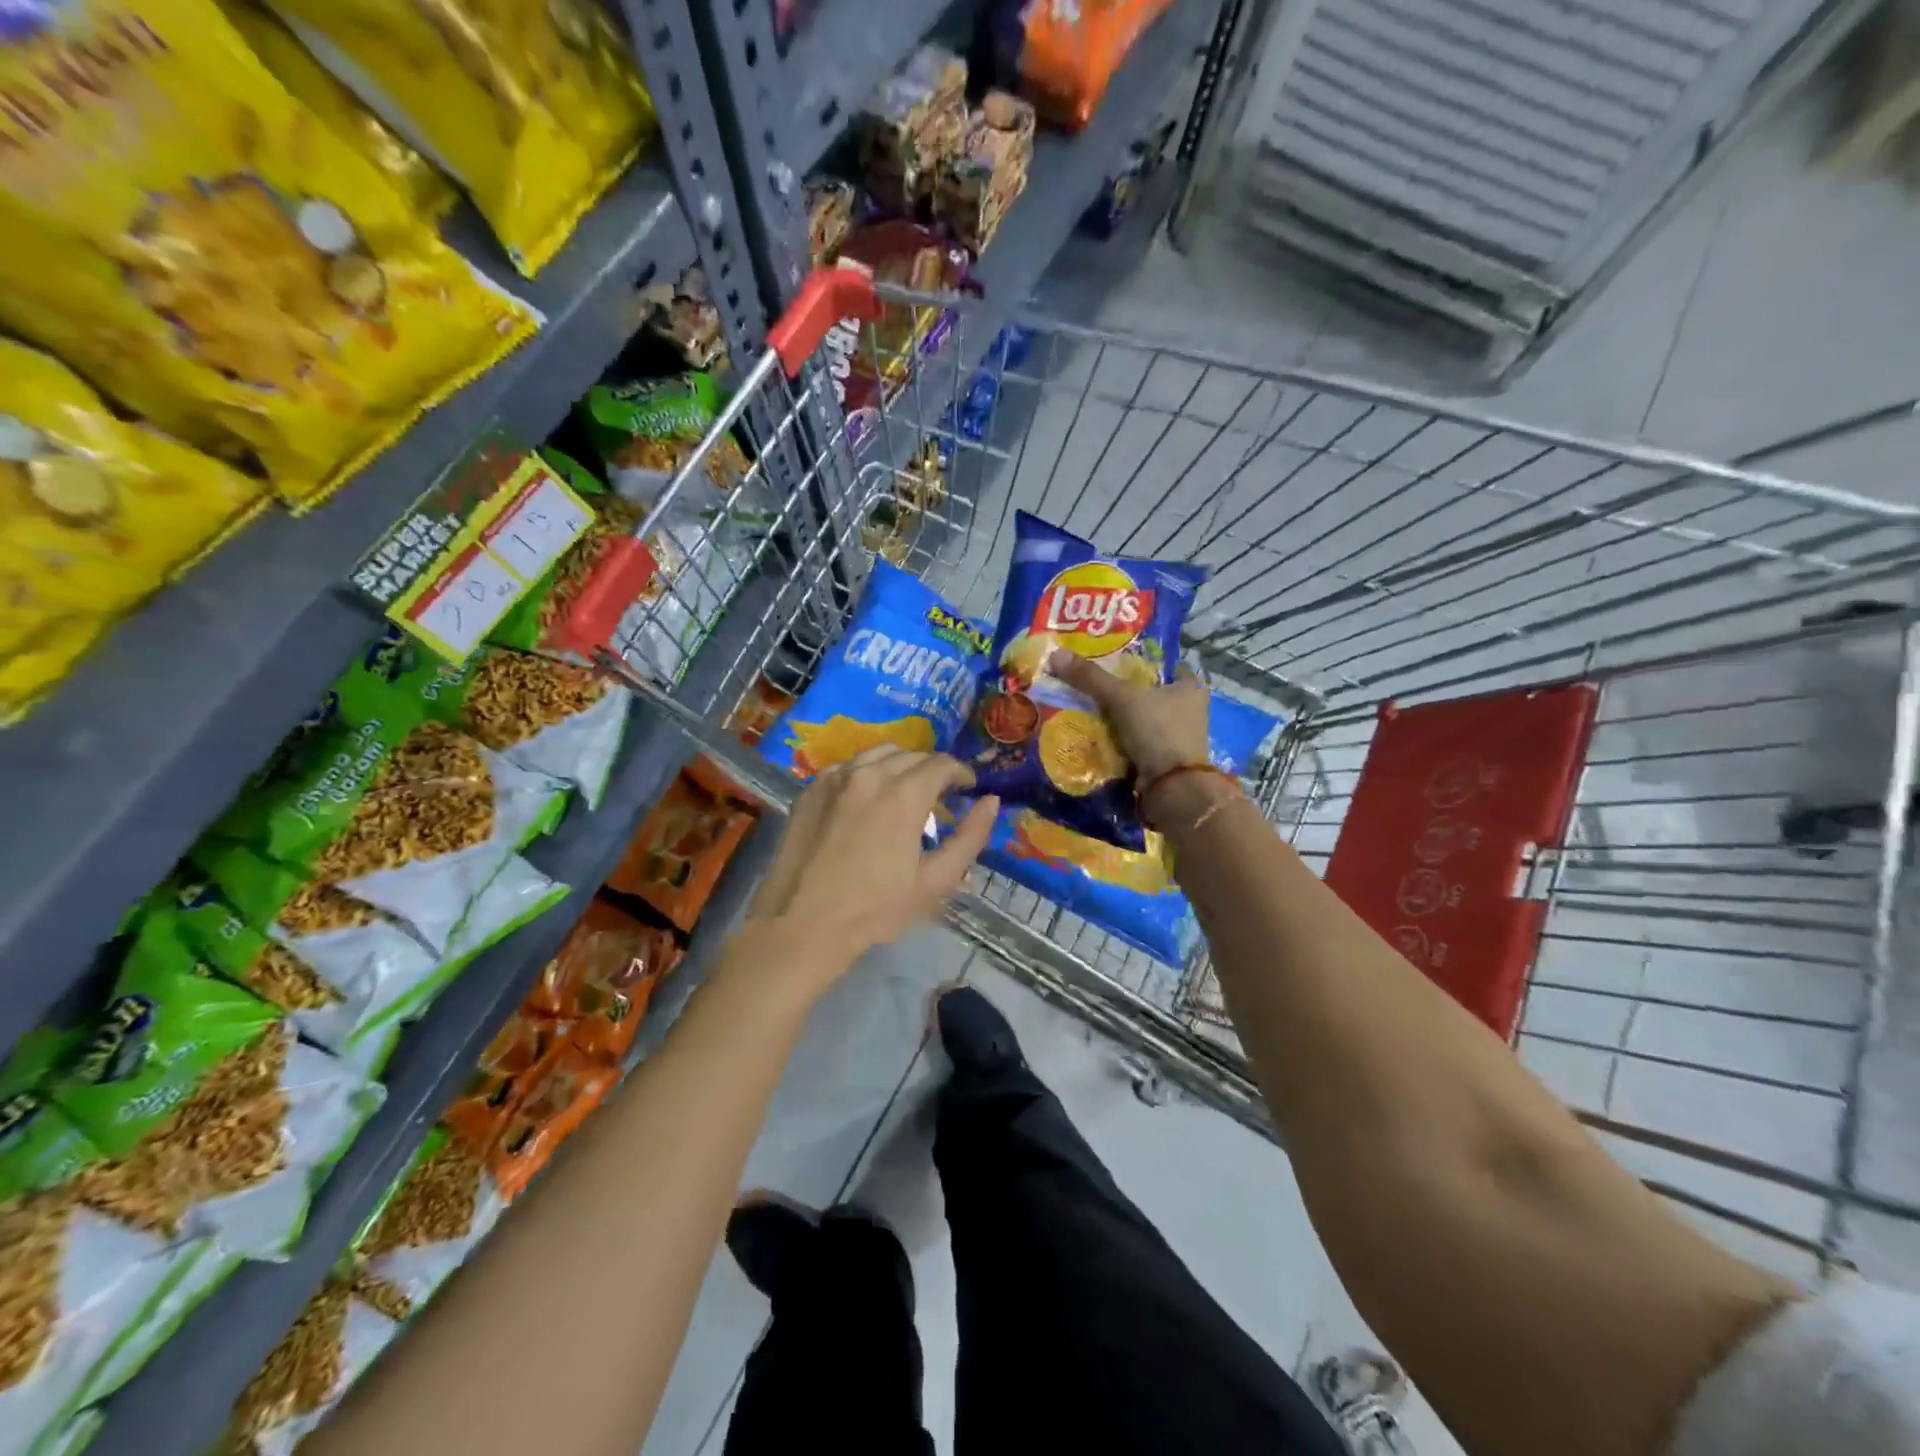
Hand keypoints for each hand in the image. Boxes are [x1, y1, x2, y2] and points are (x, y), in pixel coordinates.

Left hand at [745, 747, 997, 988]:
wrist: (803, 924)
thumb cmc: (876, 908)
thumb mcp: (936, 880)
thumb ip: (970, 837)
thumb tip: (991, 801)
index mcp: (904, 793)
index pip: (942, 764)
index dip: (961, 773)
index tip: (968, 788)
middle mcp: (869, 773)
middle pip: (911, 755)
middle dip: (932, 770)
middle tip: (939, 797)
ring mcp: (835, 778)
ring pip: (877, 754)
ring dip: (899, 766)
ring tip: (904, 793)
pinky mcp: (810, 790)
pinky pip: (847, 768)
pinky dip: (866, 774)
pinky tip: (866, 800)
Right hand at [1048, 650, 1209, 780]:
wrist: (1172, 788)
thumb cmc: (1157, 731)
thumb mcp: (1121, 698)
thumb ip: (1090, 677)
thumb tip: (1056, 654)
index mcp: (1190, 688)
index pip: (1165, 665)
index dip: (1141, 663)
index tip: (1113, 663)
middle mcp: (1191, 710)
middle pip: (1152, 693)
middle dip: (1127, 693)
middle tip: (1095, 687)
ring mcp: (1180, 738)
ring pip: (1145, 719)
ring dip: (1123, 719)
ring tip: (1091, 711)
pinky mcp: (1167, 760)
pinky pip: (1140, 742)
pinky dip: (1123, 741)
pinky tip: (1100, 737)